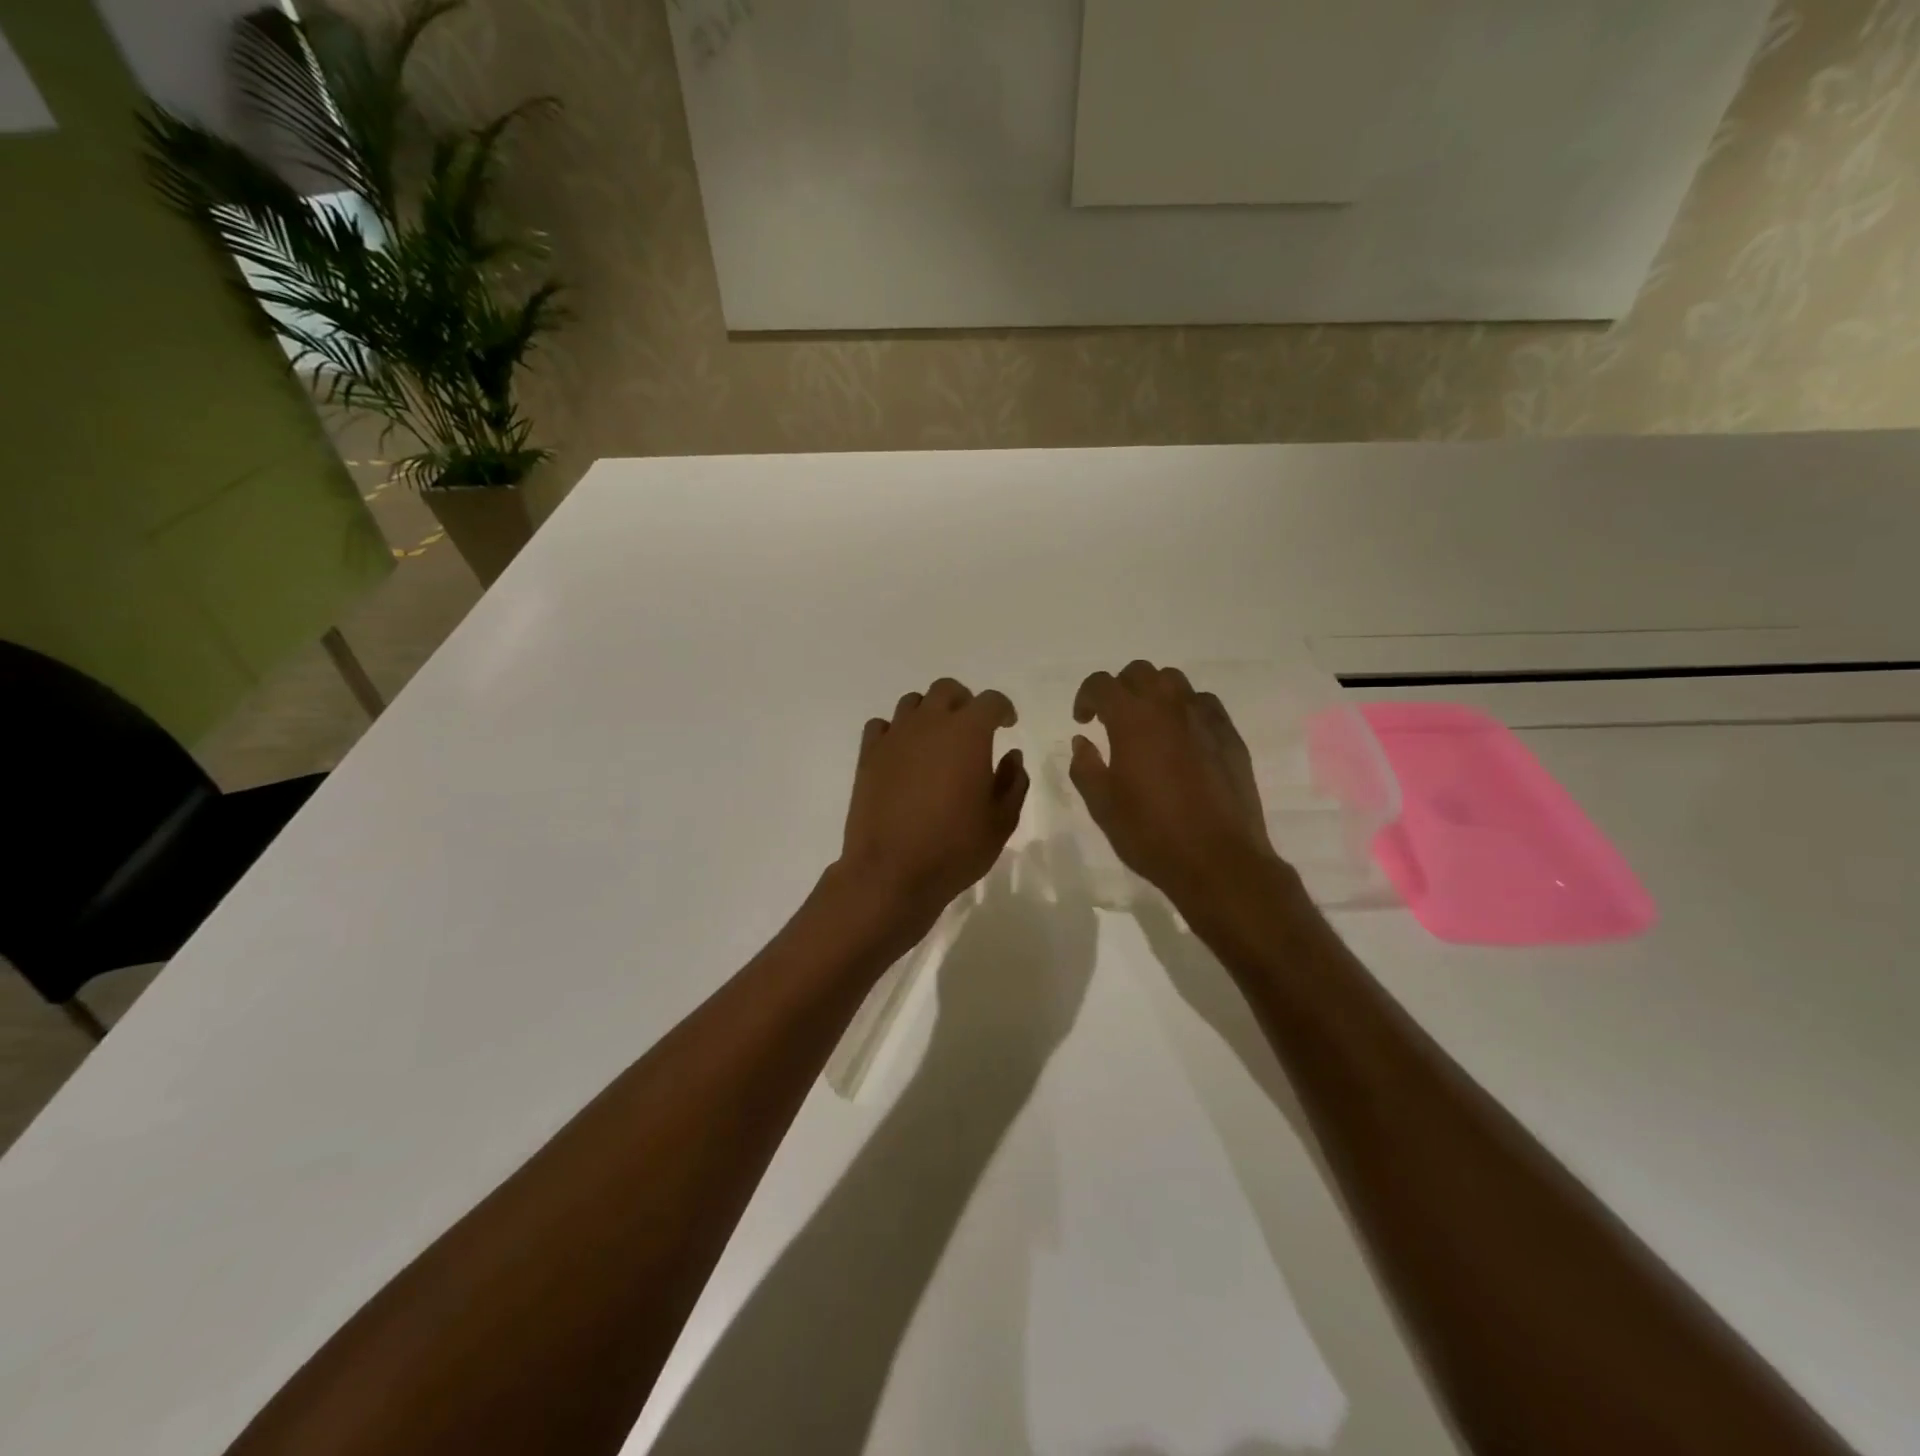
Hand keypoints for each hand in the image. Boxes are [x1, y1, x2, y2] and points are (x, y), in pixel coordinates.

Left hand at [837, 678, 1028, 936]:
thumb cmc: (955, 848)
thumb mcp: (1001, 822)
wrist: (891, 873)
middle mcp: (929, 724)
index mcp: (968, 733)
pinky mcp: (867, 756)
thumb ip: (1013, 782)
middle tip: (972, 728)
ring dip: (930, 713)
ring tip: (937, 741)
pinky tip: (903, 754)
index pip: (990, 701)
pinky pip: (881, 726)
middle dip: (964, 702)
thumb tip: (1011, 757)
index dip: (1003, 709)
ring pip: (913, 703)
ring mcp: (894, 737)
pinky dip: (896, 731)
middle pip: (947, 690)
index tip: (1007, 725)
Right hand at [1070, 660, 1282, 906]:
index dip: (1086, 696)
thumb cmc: (1151, 834)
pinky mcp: (1230, 735)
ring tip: (1148, 724)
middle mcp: (1169, 707)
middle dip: (1120, 688)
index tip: (1083, 720)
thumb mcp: (1103, 806)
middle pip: (1140, 672)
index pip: (1102, 684)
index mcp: (1132, 720)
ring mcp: (1204, 718)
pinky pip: (1204, 704)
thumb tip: (1082, 741)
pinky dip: (1186, 709)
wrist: (1218, 860)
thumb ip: (1086, 767)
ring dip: (1154, 693)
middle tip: (1112, 719)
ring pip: (1175, 681)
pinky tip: (1182, 738)